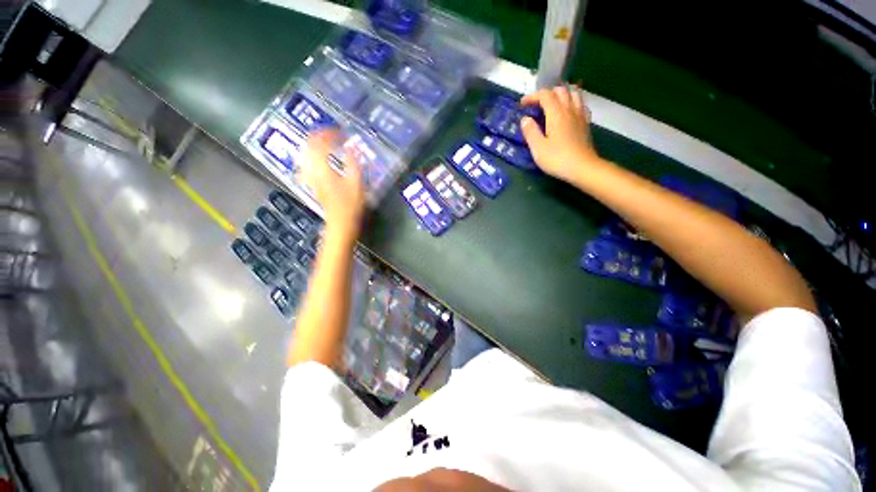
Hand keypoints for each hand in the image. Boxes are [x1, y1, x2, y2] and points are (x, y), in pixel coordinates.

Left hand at [302, 130, 365, 239]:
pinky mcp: (312, 183)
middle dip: (320, 136)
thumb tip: (352, 147)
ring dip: (315, 145)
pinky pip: (307, 164)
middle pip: (308, 145)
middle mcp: (312, 169)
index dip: (329, 133)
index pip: (319, 142)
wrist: (341, 223)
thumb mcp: (357, 183)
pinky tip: (319, 158)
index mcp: (322, 167)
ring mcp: (310, 177)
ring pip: (306, 154)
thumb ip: (353, 163)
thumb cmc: (351, 205)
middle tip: (333, 134)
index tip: (341, 132)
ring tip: (326, 142)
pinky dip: (313, 156)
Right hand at [520, 85, 600, 182]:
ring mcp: (580, 116)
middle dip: (546, 93)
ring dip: (562, 94)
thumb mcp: (538, 148)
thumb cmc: (557, 159)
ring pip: (573, 94)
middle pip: (561, 91)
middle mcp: (569, 110)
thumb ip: (530, 132)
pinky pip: (581, 105)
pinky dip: (573, 102)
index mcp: (556, 114)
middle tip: (536, 104)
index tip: (522, 104)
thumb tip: (525, 119)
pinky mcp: (586, 124)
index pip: (545, 95)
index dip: (533, 96)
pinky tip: (569, 111)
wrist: (582, 168)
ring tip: (553, 103)